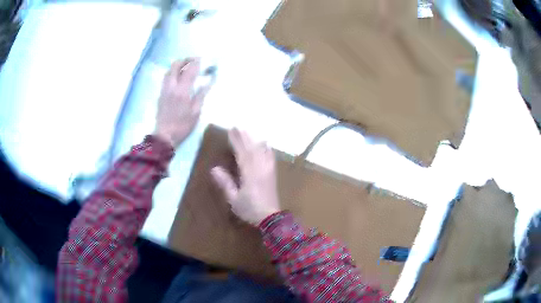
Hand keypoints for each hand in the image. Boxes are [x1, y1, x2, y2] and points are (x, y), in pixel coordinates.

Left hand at [154, 58, 210, 147]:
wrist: (164, 136)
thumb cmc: (183, 126)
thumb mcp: (196, 112)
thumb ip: (202, 94)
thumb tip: (209, 81)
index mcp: (182, 91)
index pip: (189, 70)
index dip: (196, 62)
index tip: (202, 59)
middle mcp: (171, 87)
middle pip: (175, 65)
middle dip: (185, 60)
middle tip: (193, 61)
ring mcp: (164, 90)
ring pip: (169, 71)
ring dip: (178, 65)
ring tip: (186, 67)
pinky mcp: (160, 94)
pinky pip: (166, 78)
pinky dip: (173, 73)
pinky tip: (178, 77)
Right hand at [211, 129, 280, 225]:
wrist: (271, 218)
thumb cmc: (250, 209)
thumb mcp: (234, 199)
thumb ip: (225, 183)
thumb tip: (214, 168)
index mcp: (249, 174)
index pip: (242, 153)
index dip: (236, 141)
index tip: (230, 131)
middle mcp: (260, 168)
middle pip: (251, 149)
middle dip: (244, 137)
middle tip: (237, 126)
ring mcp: (268, 170)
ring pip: (261, 150)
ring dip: (253, 140)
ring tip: (247, 131)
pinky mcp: (272, 173)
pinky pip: (270, 157)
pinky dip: (267, 148)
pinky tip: (265, 143)